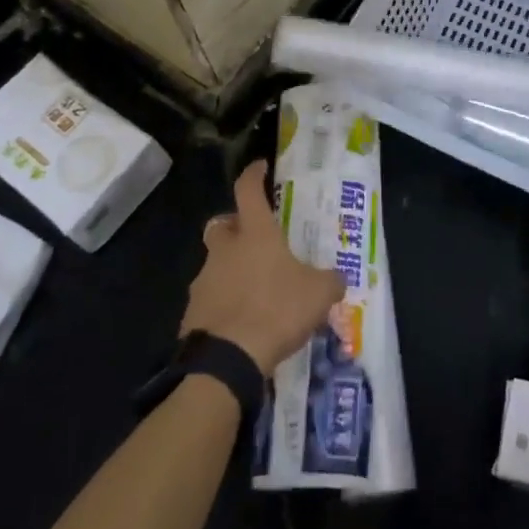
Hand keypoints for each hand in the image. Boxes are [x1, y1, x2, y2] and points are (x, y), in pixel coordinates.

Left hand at [181, 160, 344, 374]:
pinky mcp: (192, 312)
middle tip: (254, 240)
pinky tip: (241, 322)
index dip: (253, 175)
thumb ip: (330, 281)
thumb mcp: (319, 294)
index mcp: (255, 234)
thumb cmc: (277, 310)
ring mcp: (204, 280)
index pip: (248, 190)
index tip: (260, 167)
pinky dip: (223, 303)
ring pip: (215, 264)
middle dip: (235, 227)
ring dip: (231, 270)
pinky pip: (210, 298)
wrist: (227, 360)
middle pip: (222, 225)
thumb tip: (337, 279)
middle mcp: (225, 250)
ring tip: (255, 292)